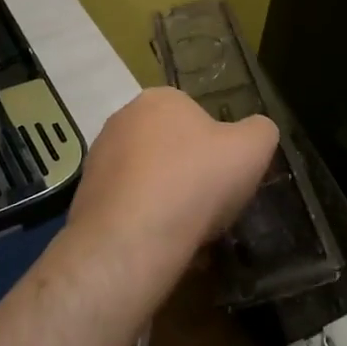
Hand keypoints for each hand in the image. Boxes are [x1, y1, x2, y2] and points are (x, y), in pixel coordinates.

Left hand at [66, 86, 276, 282]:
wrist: (131, 240)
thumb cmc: (196, 181)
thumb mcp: (253, 148)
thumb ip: (260, 131)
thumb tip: (256, 131)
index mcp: (160, 99)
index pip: (196, 115)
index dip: (217, 147)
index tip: (227, 175)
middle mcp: (122, 120)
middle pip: (170, 146)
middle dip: (189, 172)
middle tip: (211, 203)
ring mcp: (99, 160)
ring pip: (148, 179)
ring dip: (167, 199)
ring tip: (189, 232)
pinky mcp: (85, 199)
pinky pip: (128, 208)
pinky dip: (146, 223)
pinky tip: (162, 246)